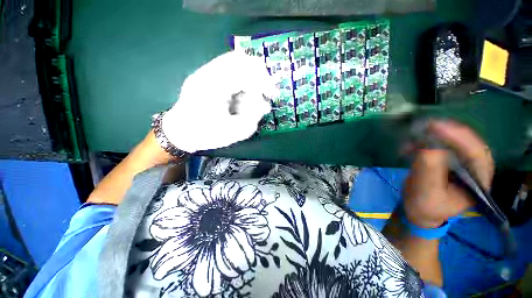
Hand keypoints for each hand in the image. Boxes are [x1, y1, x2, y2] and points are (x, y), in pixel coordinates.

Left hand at [162, 51, 275, 152]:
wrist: (180, 132)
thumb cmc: (205, 135)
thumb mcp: (233, 132)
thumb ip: (253, 118)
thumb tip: (264, 105)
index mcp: (213, 87)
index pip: (245, 72)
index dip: (264, 82)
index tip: (271, 95)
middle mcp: (208, 73)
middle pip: (240, 59)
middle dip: (259, 74)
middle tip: (266, 91)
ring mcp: (205, 71)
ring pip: (235, 61)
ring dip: (250, 76)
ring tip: (255, 94)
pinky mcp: (206, 75)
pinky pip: (229, 68)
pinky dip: (242, 78)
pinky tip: (242, 93)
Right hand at [403, 120, 494, 227]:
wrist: (418, 210)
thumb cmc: (425, 207)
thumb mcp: (427, 192)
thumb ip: (429, 170)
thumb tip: (428, 144)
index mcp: (478, 180)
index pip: (477, 153)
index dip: (460, 138)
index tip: (437, 127)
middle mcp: (473, 168)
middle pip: (466, 143)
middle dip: (447, 132)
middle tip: (426, 125)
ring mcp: (459, 162)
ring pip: (452, 141)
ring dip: (432, 136)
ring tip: (412, 136)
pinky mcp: (444, 159)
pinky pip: (437, 145)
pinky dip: (423, 141)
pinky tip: (409, 145)